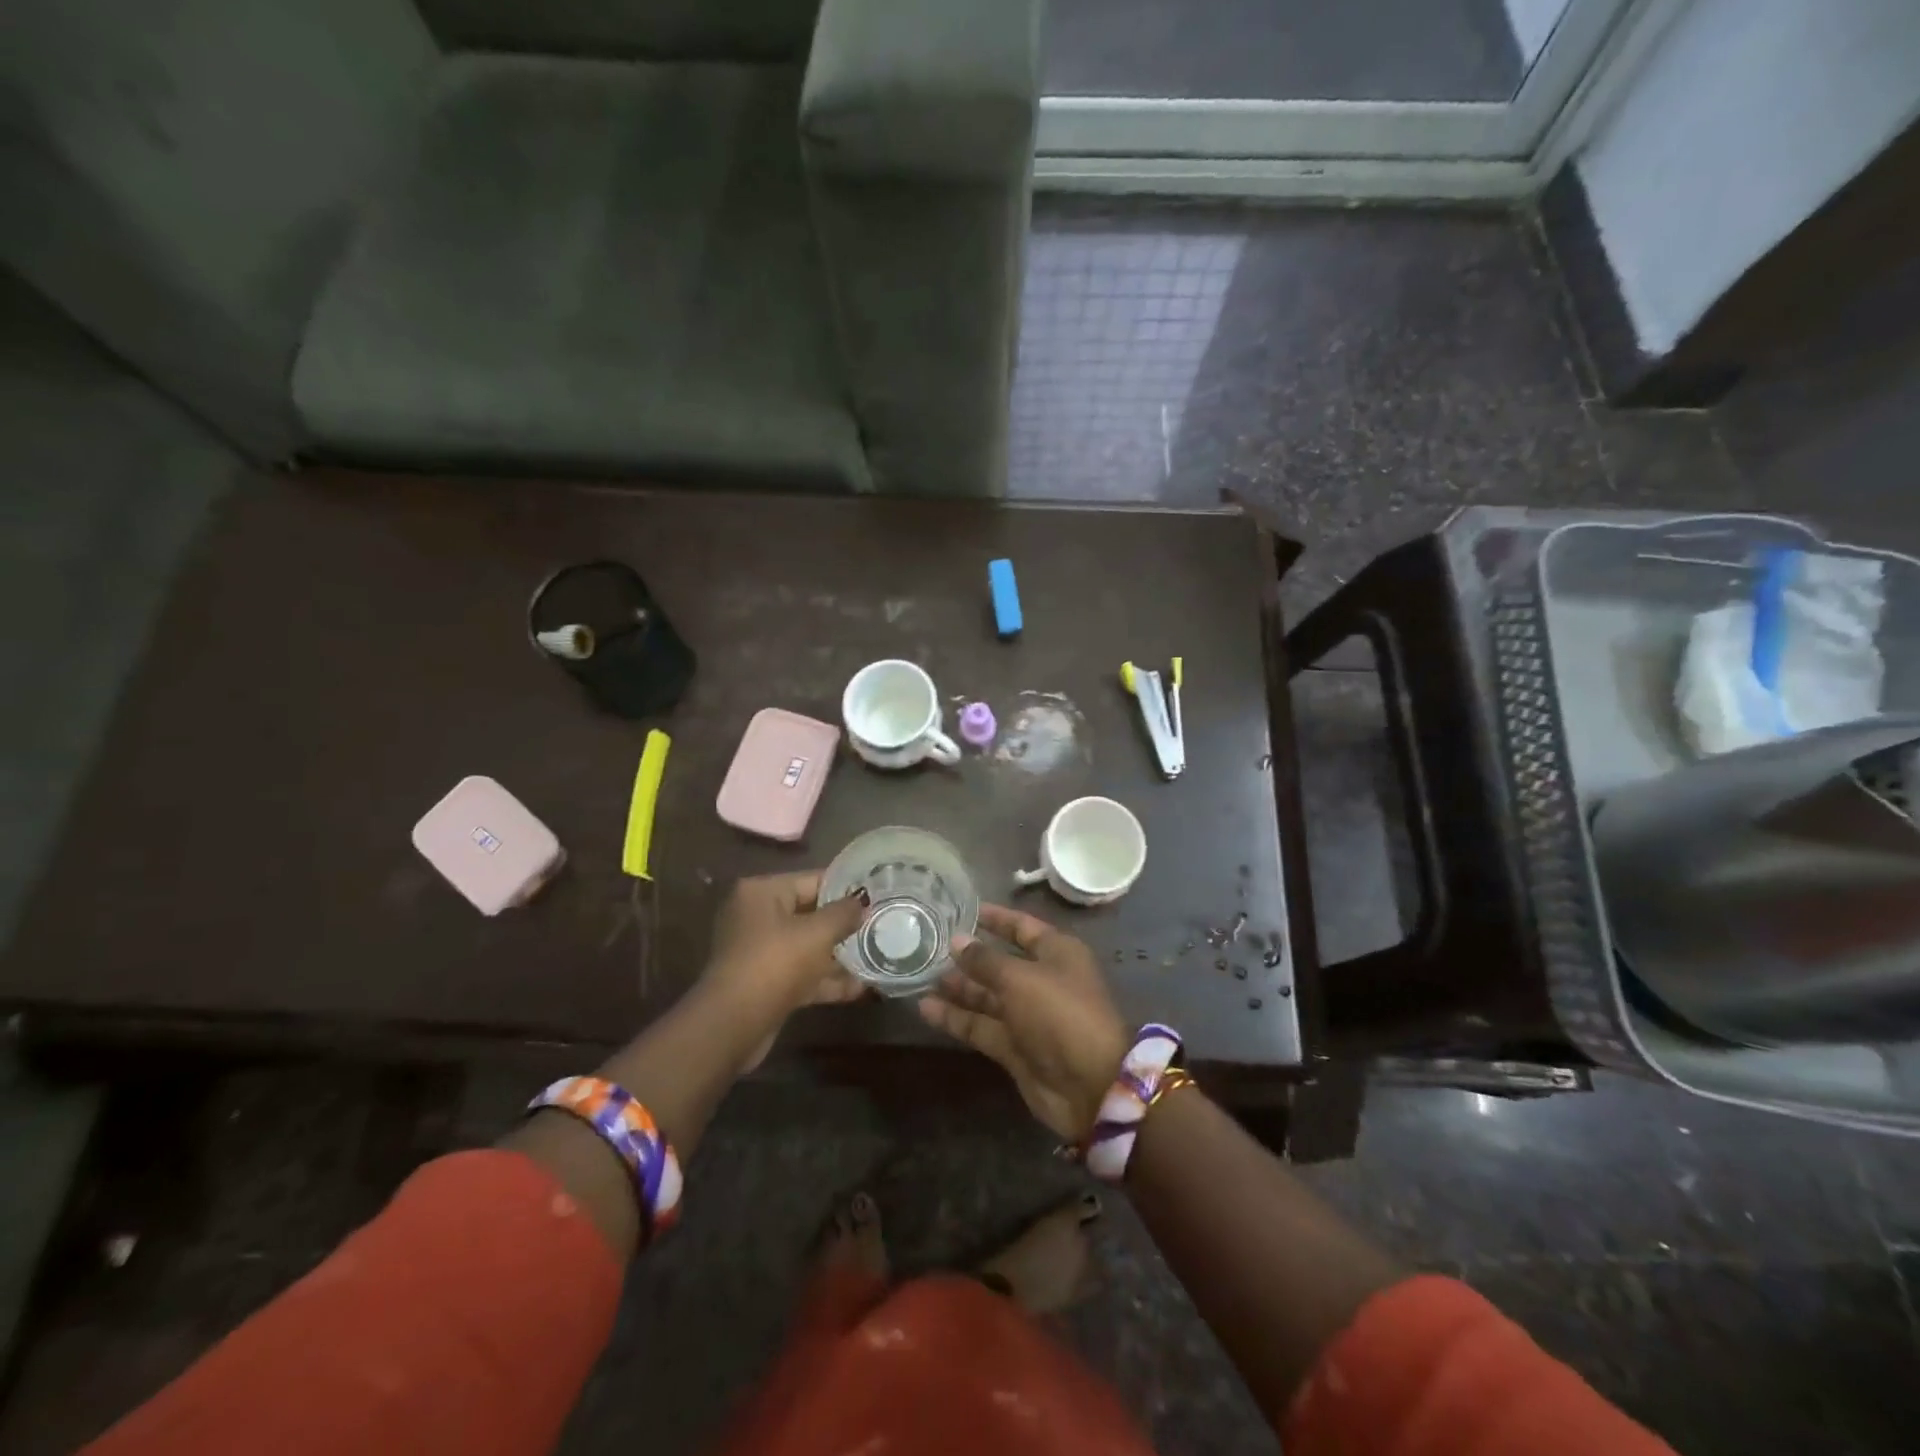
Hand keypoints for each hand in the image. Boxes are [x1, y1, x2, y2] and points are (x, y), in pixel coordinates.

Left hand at [702, 872, 867, 1023]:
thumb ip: (845, 913)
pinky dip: (826, 980)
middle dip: (845, 924)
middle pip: (811, 913)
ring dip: (839, 955)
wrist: (733, 1025)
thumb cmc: (776, 963)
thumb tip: (863, 902)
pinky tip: (860, 989)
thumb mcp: (817, 933)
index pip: (812, 880)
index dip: (847, 888)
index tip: (877, 896)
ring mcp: (760, 951)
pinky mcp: (765, 982)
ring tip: (877, 956)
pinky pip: (802, 973)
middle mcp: (757, 916)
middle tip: (880, 925)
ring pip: (807, 946)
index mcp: (762, 892)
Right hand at [918, 903, 1129, 1139]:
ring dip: (958, 988)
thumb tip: (957, 940)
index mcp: (1057, 953)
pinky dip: (956, 1018)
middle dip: (968, 957)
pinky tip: (925, 1008)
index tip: (962, 910)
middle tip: (929, 947)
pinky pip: (981, 1026)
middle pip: (1000, 963)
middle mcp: (1042, 980)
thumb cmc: (1060, 1013)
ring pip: (987, 996)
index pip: (1022, 927)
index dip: (995, 918)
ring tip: (920, 976)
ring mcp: (1027, 1016)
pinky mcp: (1014, 1047)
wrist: (1090, 1085)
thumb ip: (985, 960)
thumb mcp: (1020, 978)